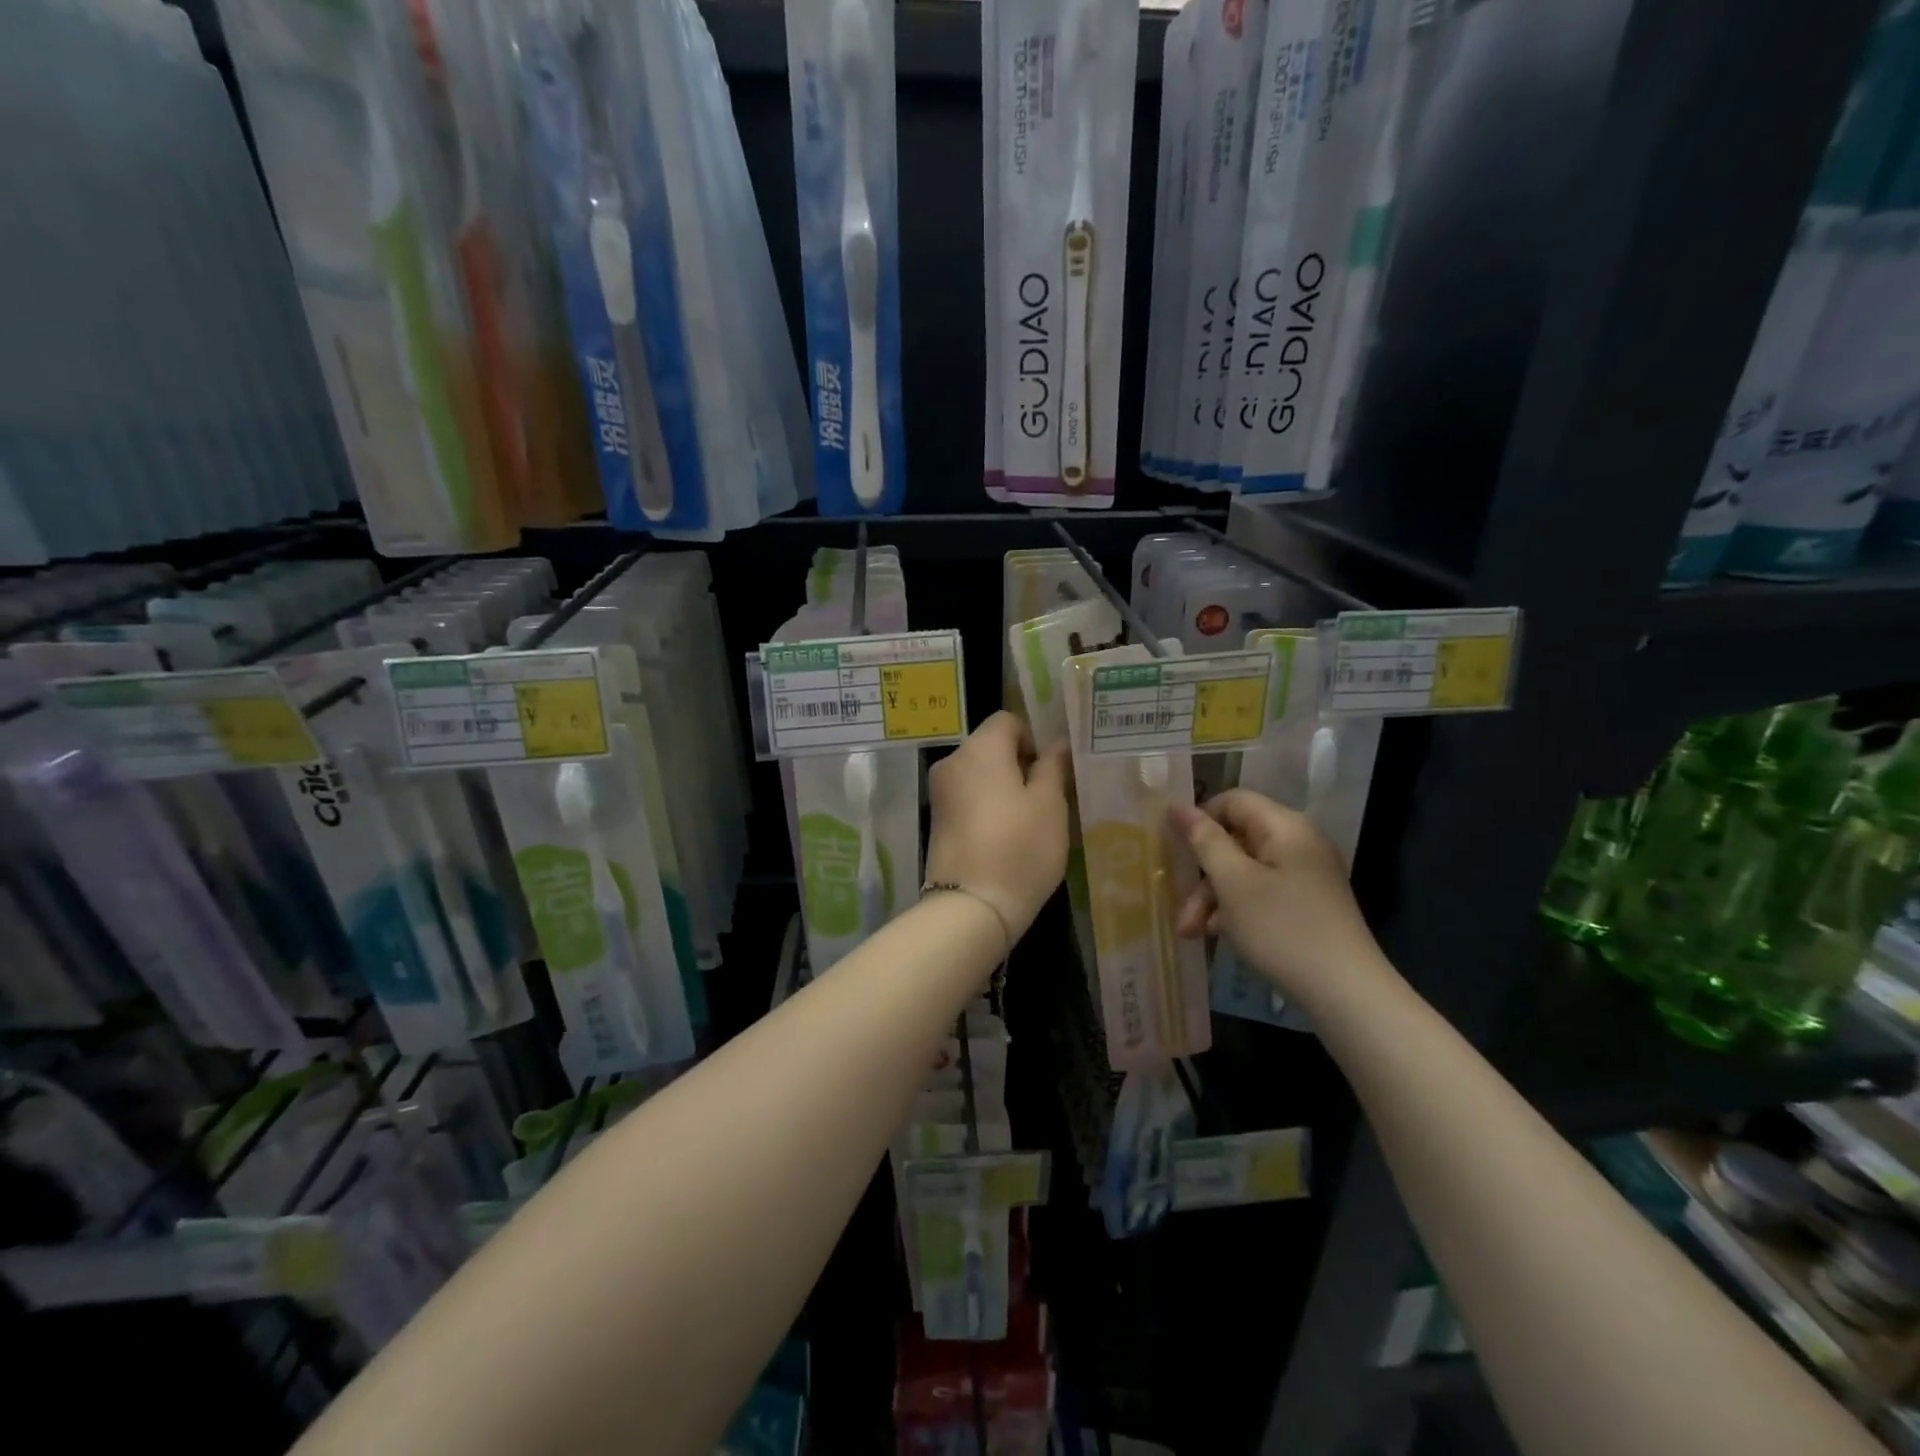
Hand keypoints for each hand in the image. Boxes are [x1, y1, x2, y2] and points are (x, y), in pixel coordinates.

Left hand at [925, 712, 1070, 938]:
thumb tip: (1057, 744)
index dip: (1032, 739)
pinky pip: (967, 799)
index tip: (1049, 772)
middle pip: (990, 747)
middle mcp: (952, 762)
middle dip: (1018, 765)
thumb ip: (1053, 767)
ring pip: (979, 775)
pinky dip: (987, 807)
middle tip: (1045, 799)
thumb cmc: (1020, 847)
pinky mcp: (936, 821)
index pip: (1007, 721)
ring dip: (1003, 788)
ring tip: (1028, 822)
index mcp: (979, 749)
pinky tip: (1005, 837)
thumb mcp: (1050, 805)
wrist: (972, 906)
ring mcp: (939, 793)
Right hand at [1170, 788, 1386, 1005]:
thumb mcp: (1233, 883)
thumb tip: (1176, 805)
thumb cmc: (1283, 929)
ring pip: (1245, 870)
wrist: (1346, 993)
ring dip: (1214, 897)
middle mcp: (1299, 842)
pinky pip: (1262, 891)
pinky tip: (1219, 935)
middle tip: (1182, 910)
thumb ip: (1204, 840)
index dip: (1200, 819)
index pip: (1233, 801)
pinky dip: (1237, 908)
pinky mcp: (1307, 903)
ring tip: (1192, 932)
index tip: (1176, 851)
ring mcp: (1306, 874)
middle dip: (1203, 873)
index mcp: (1285, 827)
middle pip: (1236, 839)